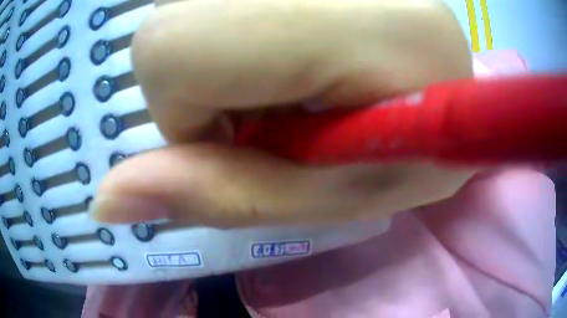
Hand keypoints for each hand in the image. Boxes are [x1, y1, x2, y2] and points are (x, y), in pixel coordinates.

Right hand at [91, 0, 475, 226]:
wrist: (462, 105)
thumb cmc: (419, 155)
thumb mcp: (335, 196)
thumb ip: (218, 197)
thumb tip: (104, 203)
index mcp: (350, 19)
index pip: (169, 45)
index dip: (187, 109)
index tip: (250, 136)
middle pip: (172, 25)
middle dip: (208, 84)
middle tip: (286, 109)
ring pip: (194, 10)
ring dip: (229, 59)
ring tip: (306, 83)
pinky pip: (229, 3)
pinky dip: (247, 33)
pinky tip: (310, 51)